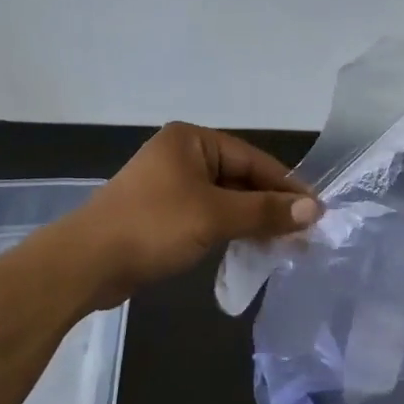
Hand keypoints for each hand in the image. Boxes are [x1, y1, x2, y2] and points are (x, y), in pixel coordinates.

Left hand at [65, 123, 318, 307]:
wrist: (87, 263)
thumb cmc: (153, 226)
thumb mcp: (215, 215)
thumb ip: (265, 211)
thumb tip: (314, 210)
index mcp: (192, 140)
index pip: (253, 159)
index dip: (286, 186)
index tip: (316, 212)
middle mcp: (181, 155)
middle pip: (240, 178)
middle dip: (270, 206)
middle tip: (304, 233)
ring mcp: (170, 185)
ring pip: (224, 199)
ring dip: (252, 220)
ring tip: (284, 245)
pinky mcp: (162, 213)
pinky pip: (207, 215)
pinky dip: (229, 229)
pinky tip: (250, 248)